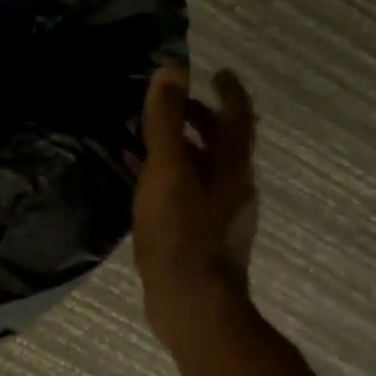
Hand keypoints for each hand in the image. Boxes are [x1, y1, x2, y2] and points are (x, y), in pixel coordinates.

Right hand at [133, 66, 260, 347]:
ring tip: (144, 136)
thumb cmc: (181, 234)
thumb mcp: (168, 172)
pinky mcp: (197, 235)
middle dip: (198, 119)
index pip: (238, 119)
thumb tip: (172, 71)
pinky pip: (183, 193)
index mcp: (232, 170)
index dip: (229, 92)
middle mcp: (232, 188)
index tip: (217, 72)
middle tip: (170, 103)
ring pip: (200, 169)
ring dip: (178, 148)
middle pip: (220, 144)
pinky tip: (137, 179)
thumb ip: (166, 123)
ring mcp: (217, 215)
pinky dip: (165, 176)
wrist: (192, 304)